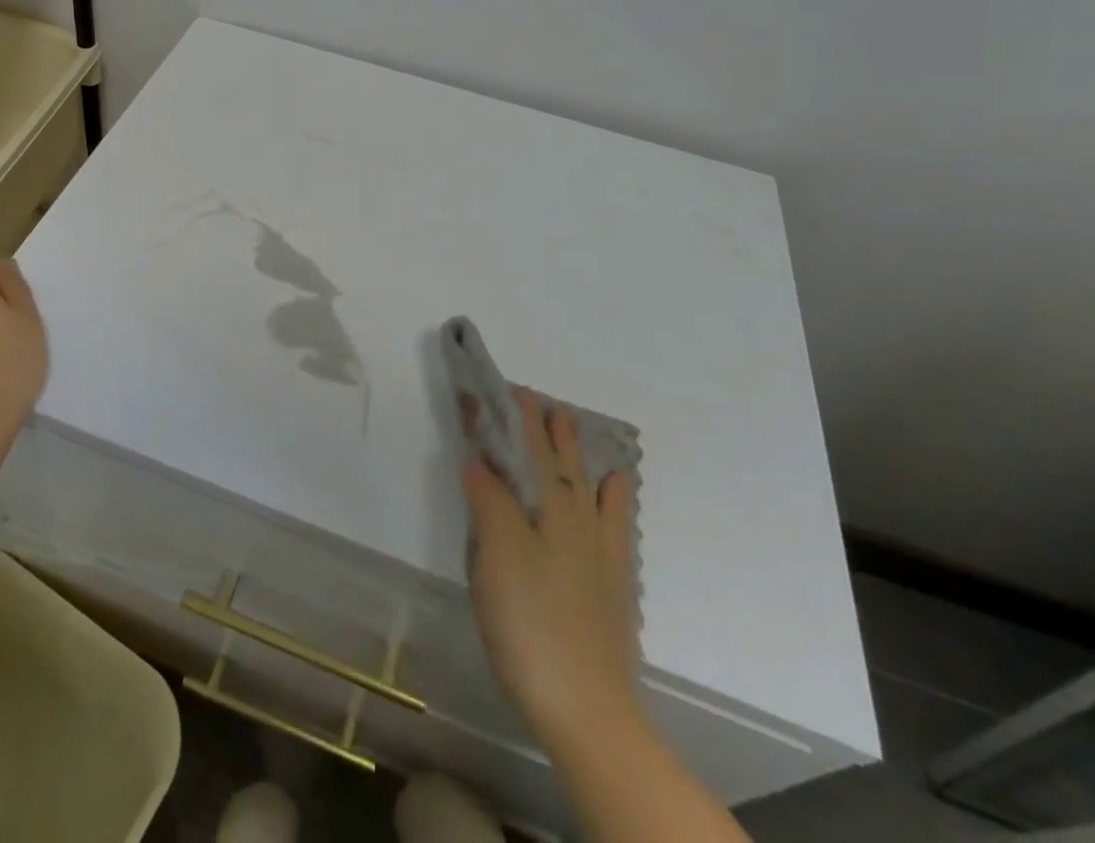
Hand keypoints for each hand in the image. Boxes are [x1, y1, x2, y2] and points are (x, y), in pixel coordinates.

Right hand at [464, 387, 642, 750]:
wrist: (586, 707)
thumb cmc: (530, 622)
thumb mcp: (496, 555)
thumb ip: (489, 500)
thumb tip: (478, 457)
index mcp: (548, 508)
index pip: (528, 449)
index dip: (515, 418)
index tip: (504, 387)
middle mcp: (578, 520)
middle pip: (561, 461)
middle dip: (546, 427)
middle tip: (537, 398)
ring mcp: (600, 552)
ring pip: (589, 485)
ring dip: (577, 451)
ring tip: (571, 424)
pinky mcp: (612, 584)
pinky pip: (616, 522)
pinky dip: (614, 497)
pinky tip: (616, 488)